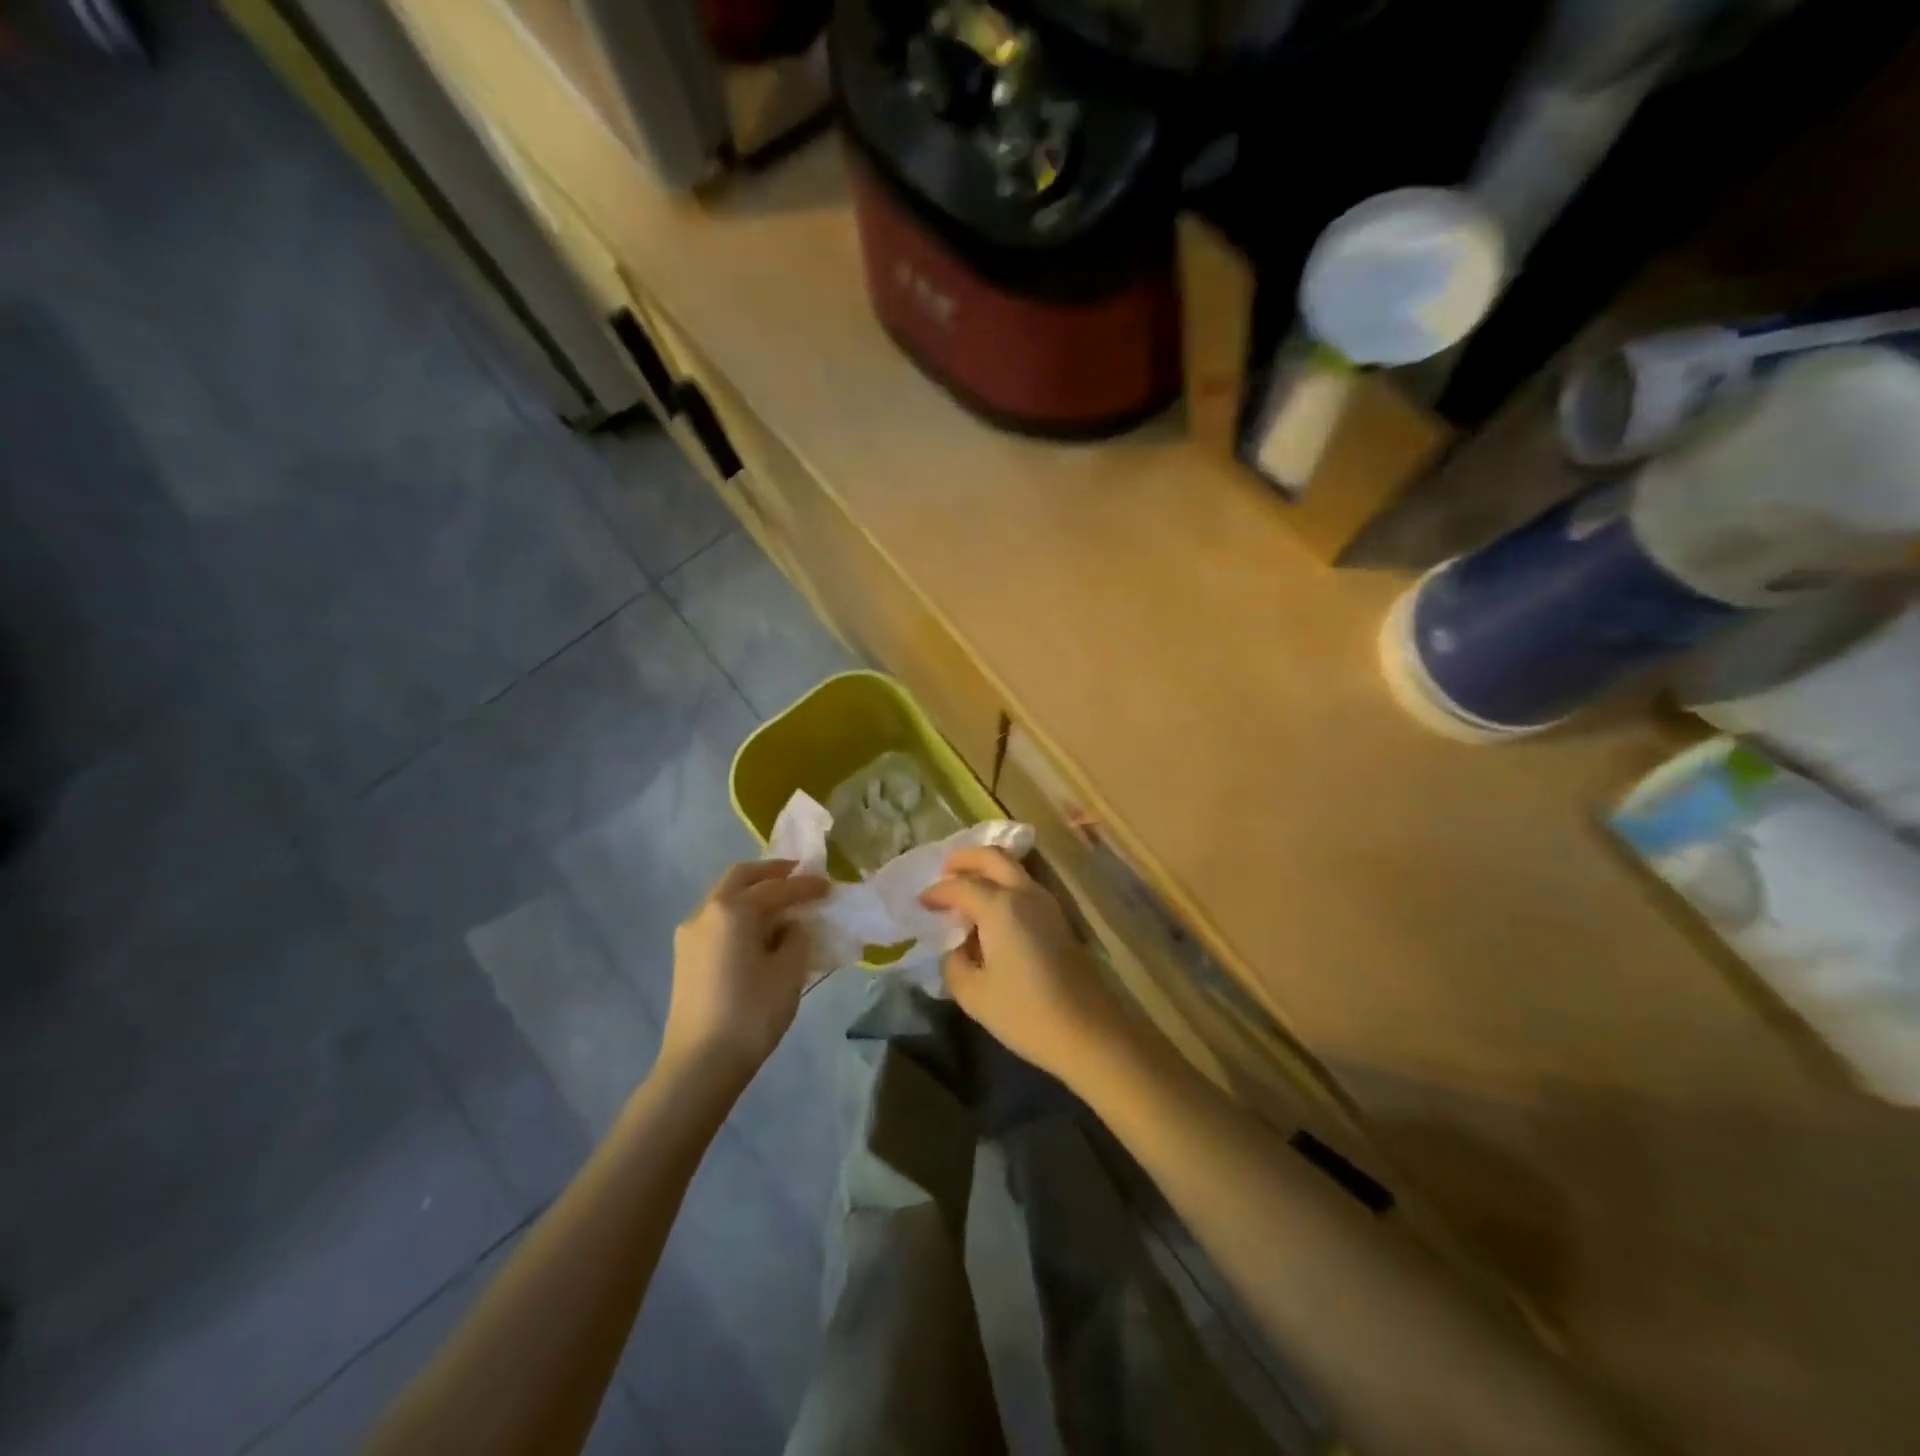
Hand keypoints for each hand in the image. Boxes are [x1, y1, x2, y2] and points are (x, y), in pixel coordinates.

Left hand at [662, 860, 831, 1082]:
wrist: (699, 1065)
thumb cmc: (751, 1013)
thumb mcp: (788, 972)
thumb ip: (796, 938)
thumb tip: (792, 927)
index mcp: (733, 910)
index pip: (776, 887)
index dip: (805, 885)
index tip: (828, 885)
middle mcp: (706, 912)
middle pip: (740, 878)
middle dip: (771, 873)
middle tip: (798, 875)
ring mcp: (690, 935)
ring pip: (725, 898)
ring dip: (753, 893)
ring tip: (782, 905)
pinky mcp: (685, 957)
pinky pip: (717, 920)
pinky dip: (740, 914)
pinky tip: (759, 932)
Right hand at [919, 847, 1126, 1082]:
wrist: (1089, 1032)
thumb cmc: (1026, 1013)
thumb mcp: (973, 994)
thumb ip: (954, 963)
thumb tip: (957, 947)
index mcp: (1000, 906)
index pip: (960, 886)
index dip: (936, 892)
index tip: (919, 903)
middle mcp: (1025, 893)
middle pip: (993, 856)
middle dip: (965, 858)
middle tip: (944, 871)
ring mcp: (1047, 904)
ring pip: (1013, 868)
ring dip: (987, 870)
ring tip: (965, 890)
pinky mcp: (1059, 919)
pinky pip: (1024, 886)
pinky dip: (1003, 885)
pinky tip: (990, 912)